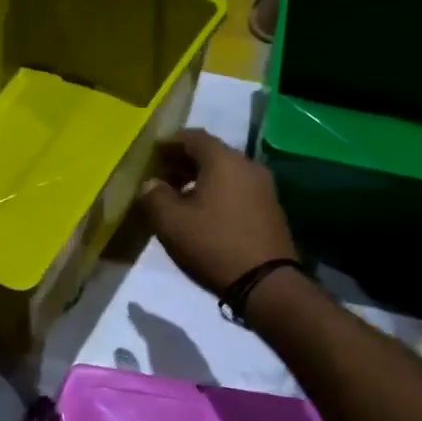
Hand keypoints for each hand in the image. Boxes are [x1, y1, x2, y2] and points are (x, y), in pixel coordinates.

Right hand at [135, 129, 298, 295]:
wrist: (266, 283)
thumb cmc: (213, 245)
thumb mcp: (171, 222)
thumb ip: (154, 196)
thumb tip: (151, 183)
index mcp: (223, 160)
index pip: (193, 137)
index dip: (169, 143)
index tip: (151, 154)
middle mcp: (247, 165)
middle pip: (210, 153)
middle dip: (183, 162)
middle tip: (160, 177)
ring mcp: (263, 187)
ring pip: (225, 172)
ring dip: (200, 178)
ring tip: (178, 198)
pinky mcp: (270, 208)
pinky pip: (237, 188)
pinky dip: (217, 192)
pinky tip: (203, 213)